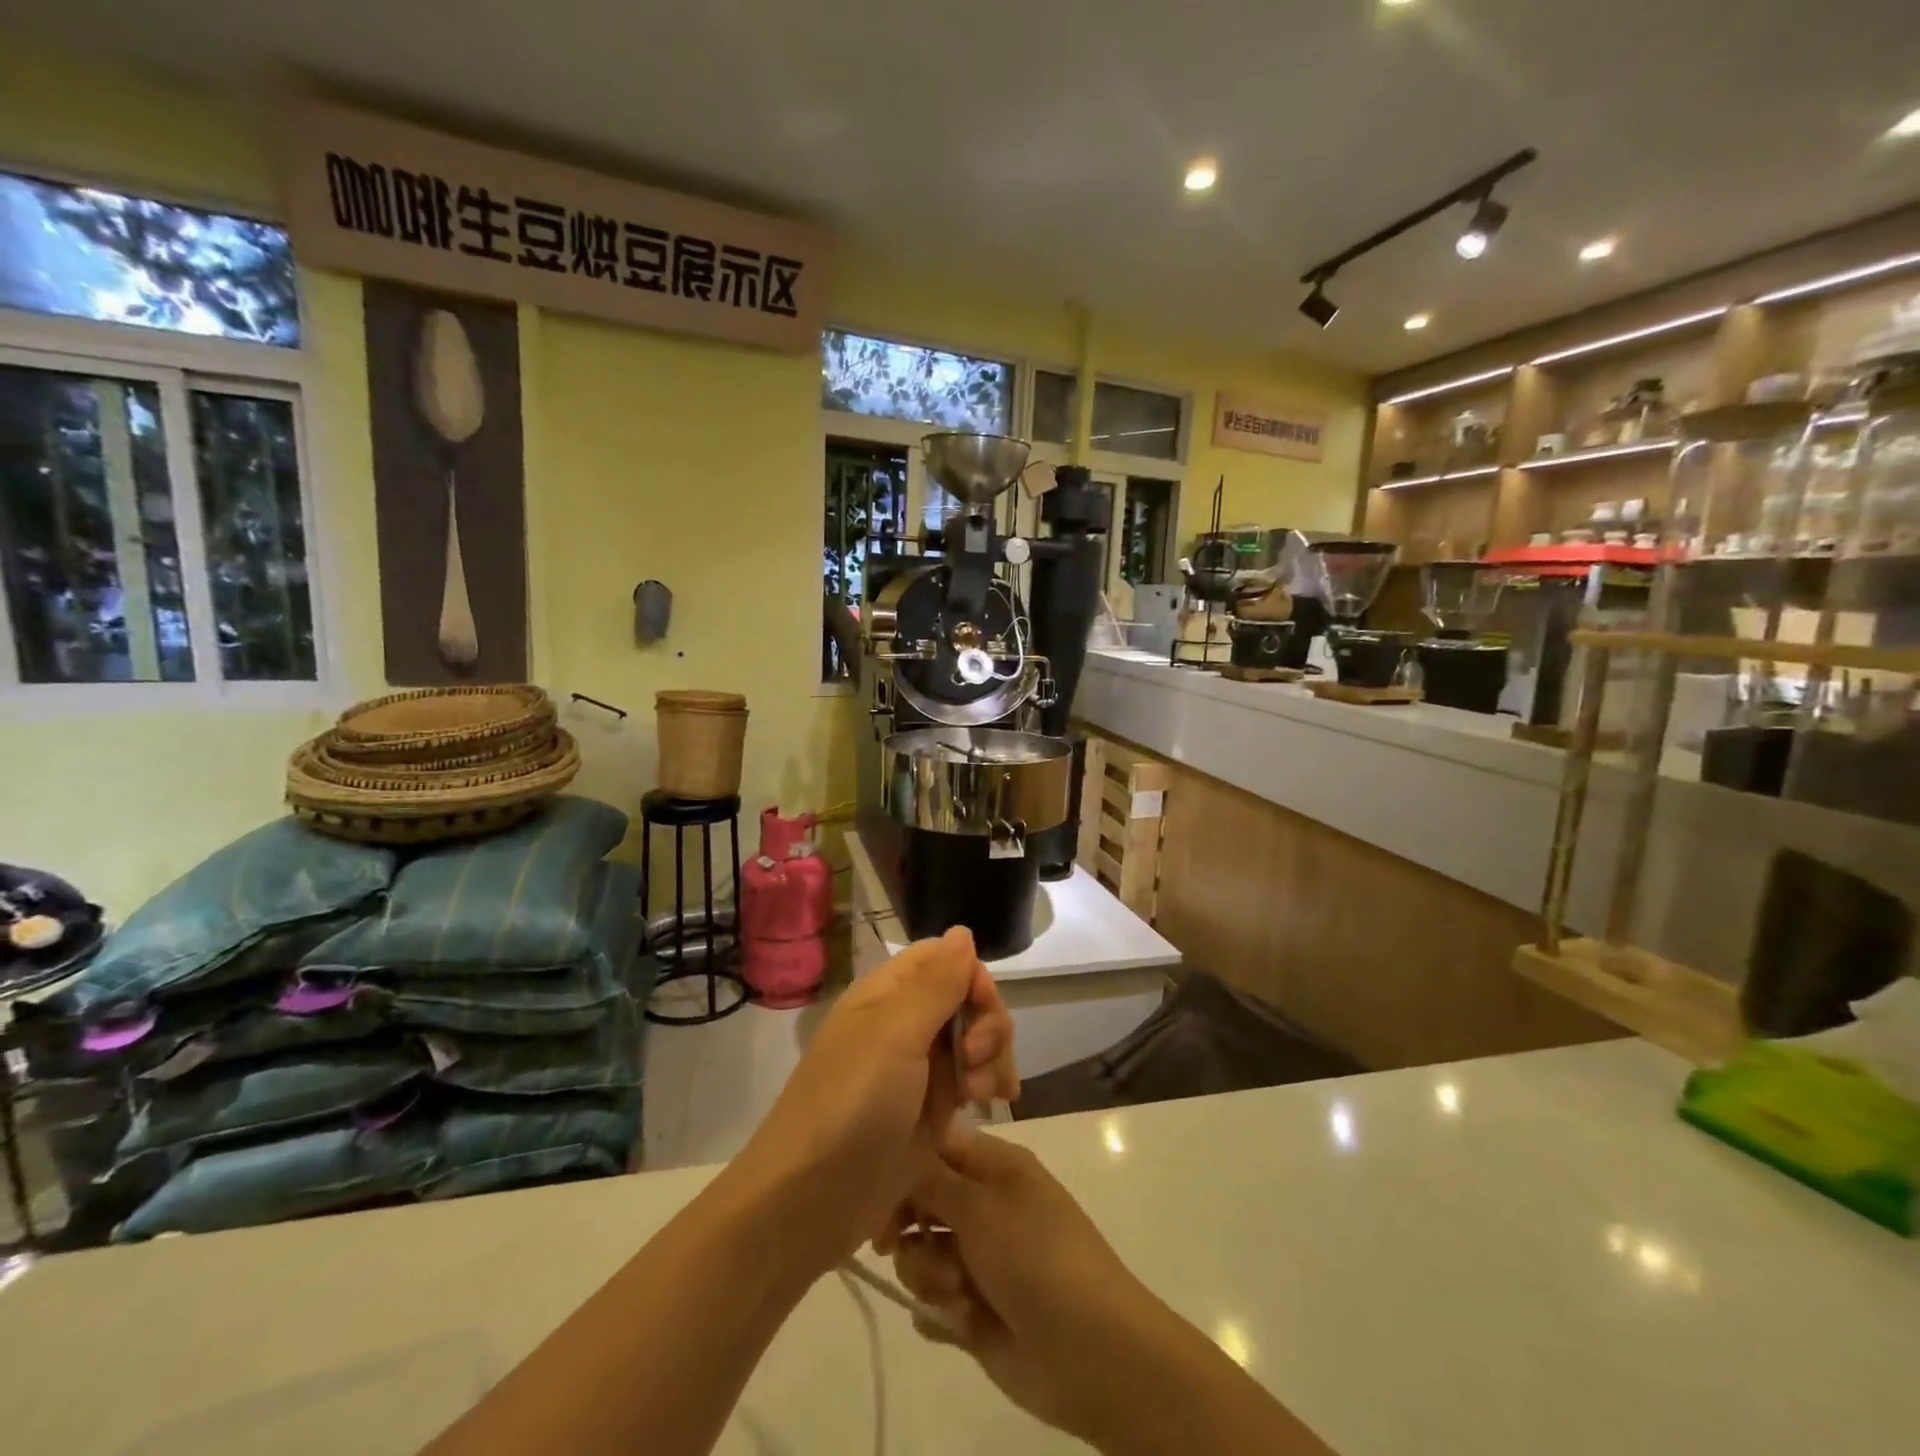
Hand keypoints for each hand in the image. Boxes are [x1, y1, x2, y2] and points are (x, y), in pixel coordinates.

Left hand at [733, 926, 1017, 1270]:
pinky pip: (973, 1080)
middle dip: (987, 1024)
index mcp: (888, 994)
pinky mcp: (930, 1111)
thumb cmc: (852, 1105)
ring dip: (993, 1057)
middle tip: (977, 1061)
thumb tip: (962, 931)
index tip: (981, 1008)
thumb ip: (936, 982)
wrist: (811, 1201)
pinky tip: (996, 1103)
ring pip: (975, 1038)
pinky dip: (990, 1084)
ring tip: (985, 1094)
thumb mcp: (895, 1034)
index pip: (944, 959)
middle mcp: (904, 1024)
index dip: (972, 976)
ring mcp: (919, 1069)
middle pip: (967, 998)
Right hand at [885, 1125, 1166, 1446]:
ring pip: (921, 1255)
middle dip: (908, 1226)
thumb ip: (930, 1180)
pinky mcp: (974, 1310)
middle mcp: (984, 1206)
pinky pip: (932, 1304)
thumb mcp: (980, 1206)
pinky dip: (939, 1312)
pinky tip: (961, 1321)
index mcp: (994, 1167)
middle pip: (920, 1202)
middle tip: (895, 1244)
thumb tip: (900, 1153)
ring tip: (958, 1294)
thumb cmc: (1035, 1257)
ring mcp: (979, 1260)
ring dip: (929, 1275)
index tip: (876, 1188)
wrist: (1087, 1350)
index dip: (904, 1163)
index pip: (935, 1146)